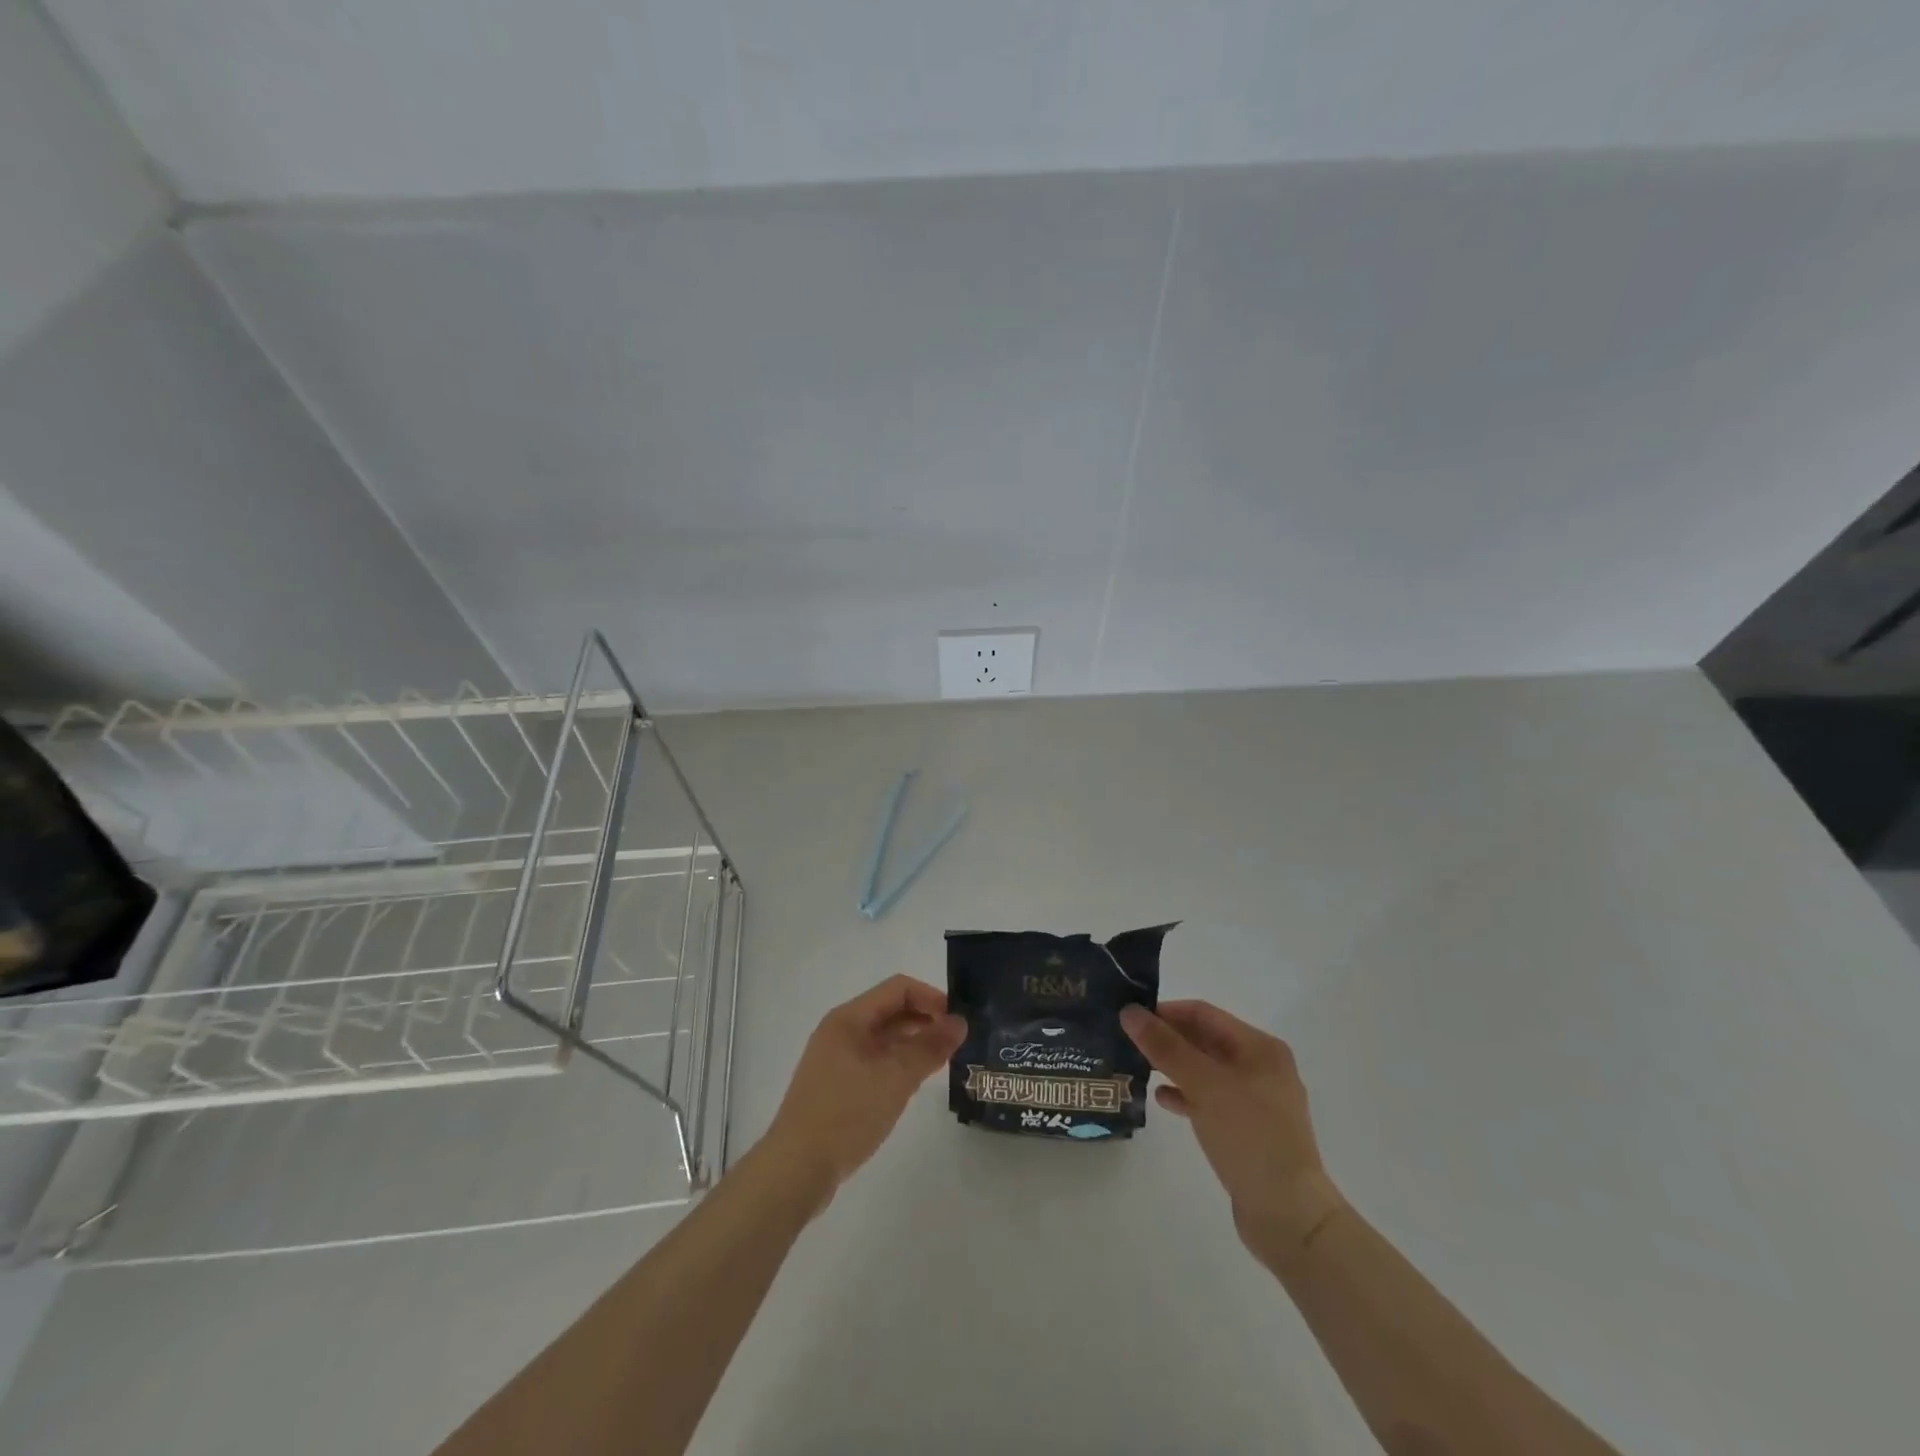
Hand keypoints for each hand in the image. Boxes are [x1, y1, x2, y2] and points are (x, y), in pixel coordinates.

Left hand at [763, 975, 965, 1208]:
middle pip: (890, 1011)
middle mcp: (841, 1031)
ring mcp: (836, 1059)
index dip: (931, 998)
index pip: (898, 989)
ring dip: (913, 1044)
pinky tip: (915, 1083)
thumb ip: (929, 1047)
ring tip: (943, 1062)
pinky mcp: (837, 1086)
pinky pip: (875, 1061)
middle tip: (957, 1042)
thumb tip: (960, 1022)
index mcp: (849, 1018)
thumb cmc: (846, 1114)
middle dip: (925, 1020)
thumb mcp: (895, 1078)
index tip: (959, 1020)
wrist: (795, 1170)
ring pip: (883, 1039)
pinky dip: (898, 1064)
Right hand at [1121, 1000, 1345, 1260]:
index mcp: (1260, 1047)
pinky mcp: (1248, 1130)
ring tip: (1137, 1067)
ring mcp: (1256, 1101)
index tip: (1130, 1017)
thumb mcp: (1204, 1084)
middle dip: (1168, 1039)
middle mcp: (1261, 1067)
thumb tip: (1129, 1012)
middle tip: (1128, 1041)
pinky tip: (1161, 1100)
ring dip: (1173, 1067)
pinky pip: (1210, 1100)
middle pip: (1205, 1040)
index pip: (1204, 1014)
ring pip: (1205, 1071)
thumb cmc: (1249, 1136)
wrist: (1288, 1216)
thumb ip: (1165, 1046)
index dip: (1166, 1011)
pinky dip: (1186, 1095)